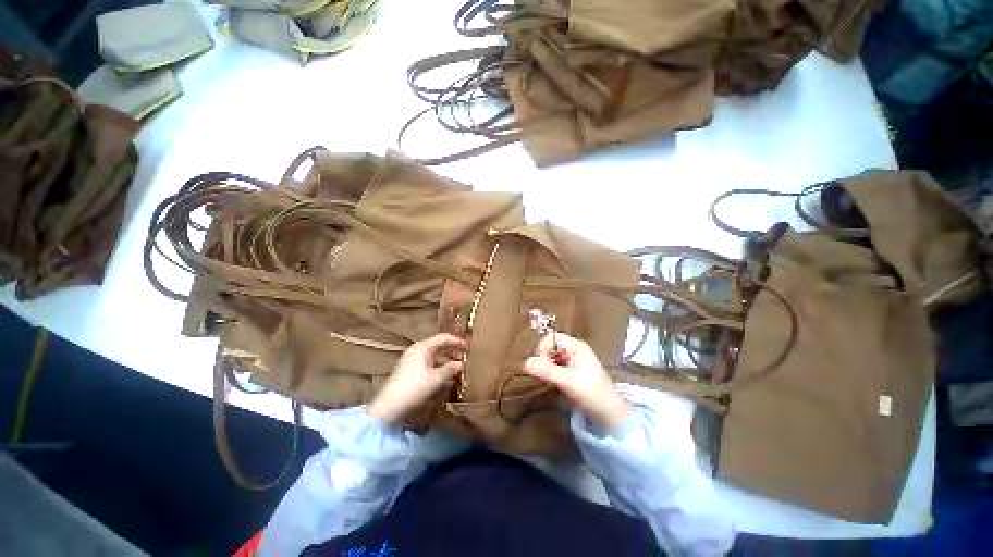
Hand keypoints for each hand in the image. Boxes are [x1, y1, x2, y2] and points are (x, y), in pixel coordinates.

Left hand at [368, 333, 467, 425]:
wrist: (389, 407)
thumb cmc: (414, 388)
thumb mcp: (436, 378)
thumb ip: (450, 369)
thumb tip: (461, 364)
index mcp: (423, 347)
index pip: (443, 338)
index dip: (457, 341)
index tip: (468, 347)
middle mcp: (417, 350)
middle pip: (438, 346)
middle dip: (452, 351)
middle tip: (465, 358)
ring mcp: (412, 361)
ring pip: (434, 357)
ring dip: (446, 361)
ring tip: (457, 369)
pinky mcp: (409, 371)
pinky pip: (428, 365)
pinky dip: (438, 368)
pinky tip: (445, 377)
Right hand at [525, 333, 631, 431]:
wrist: (609, 416)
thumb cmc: (591, 393)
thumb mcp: (568, 381)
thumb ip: (547, 371)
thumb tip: (525, 363)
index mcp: (576, 347)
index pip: (552, 338)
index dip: (543, 348)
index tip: (541, 364)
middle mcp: (574, 351)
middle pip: (551, 347)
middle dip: (544, 359)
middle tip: (543, 375)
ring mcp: (573, 362)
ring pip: (552, 358)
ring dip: (546, 367)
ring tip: (548, 381)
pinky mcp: (572, 374)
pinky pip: (555, 367)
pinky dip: (550, 374)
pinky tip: (552, 384)